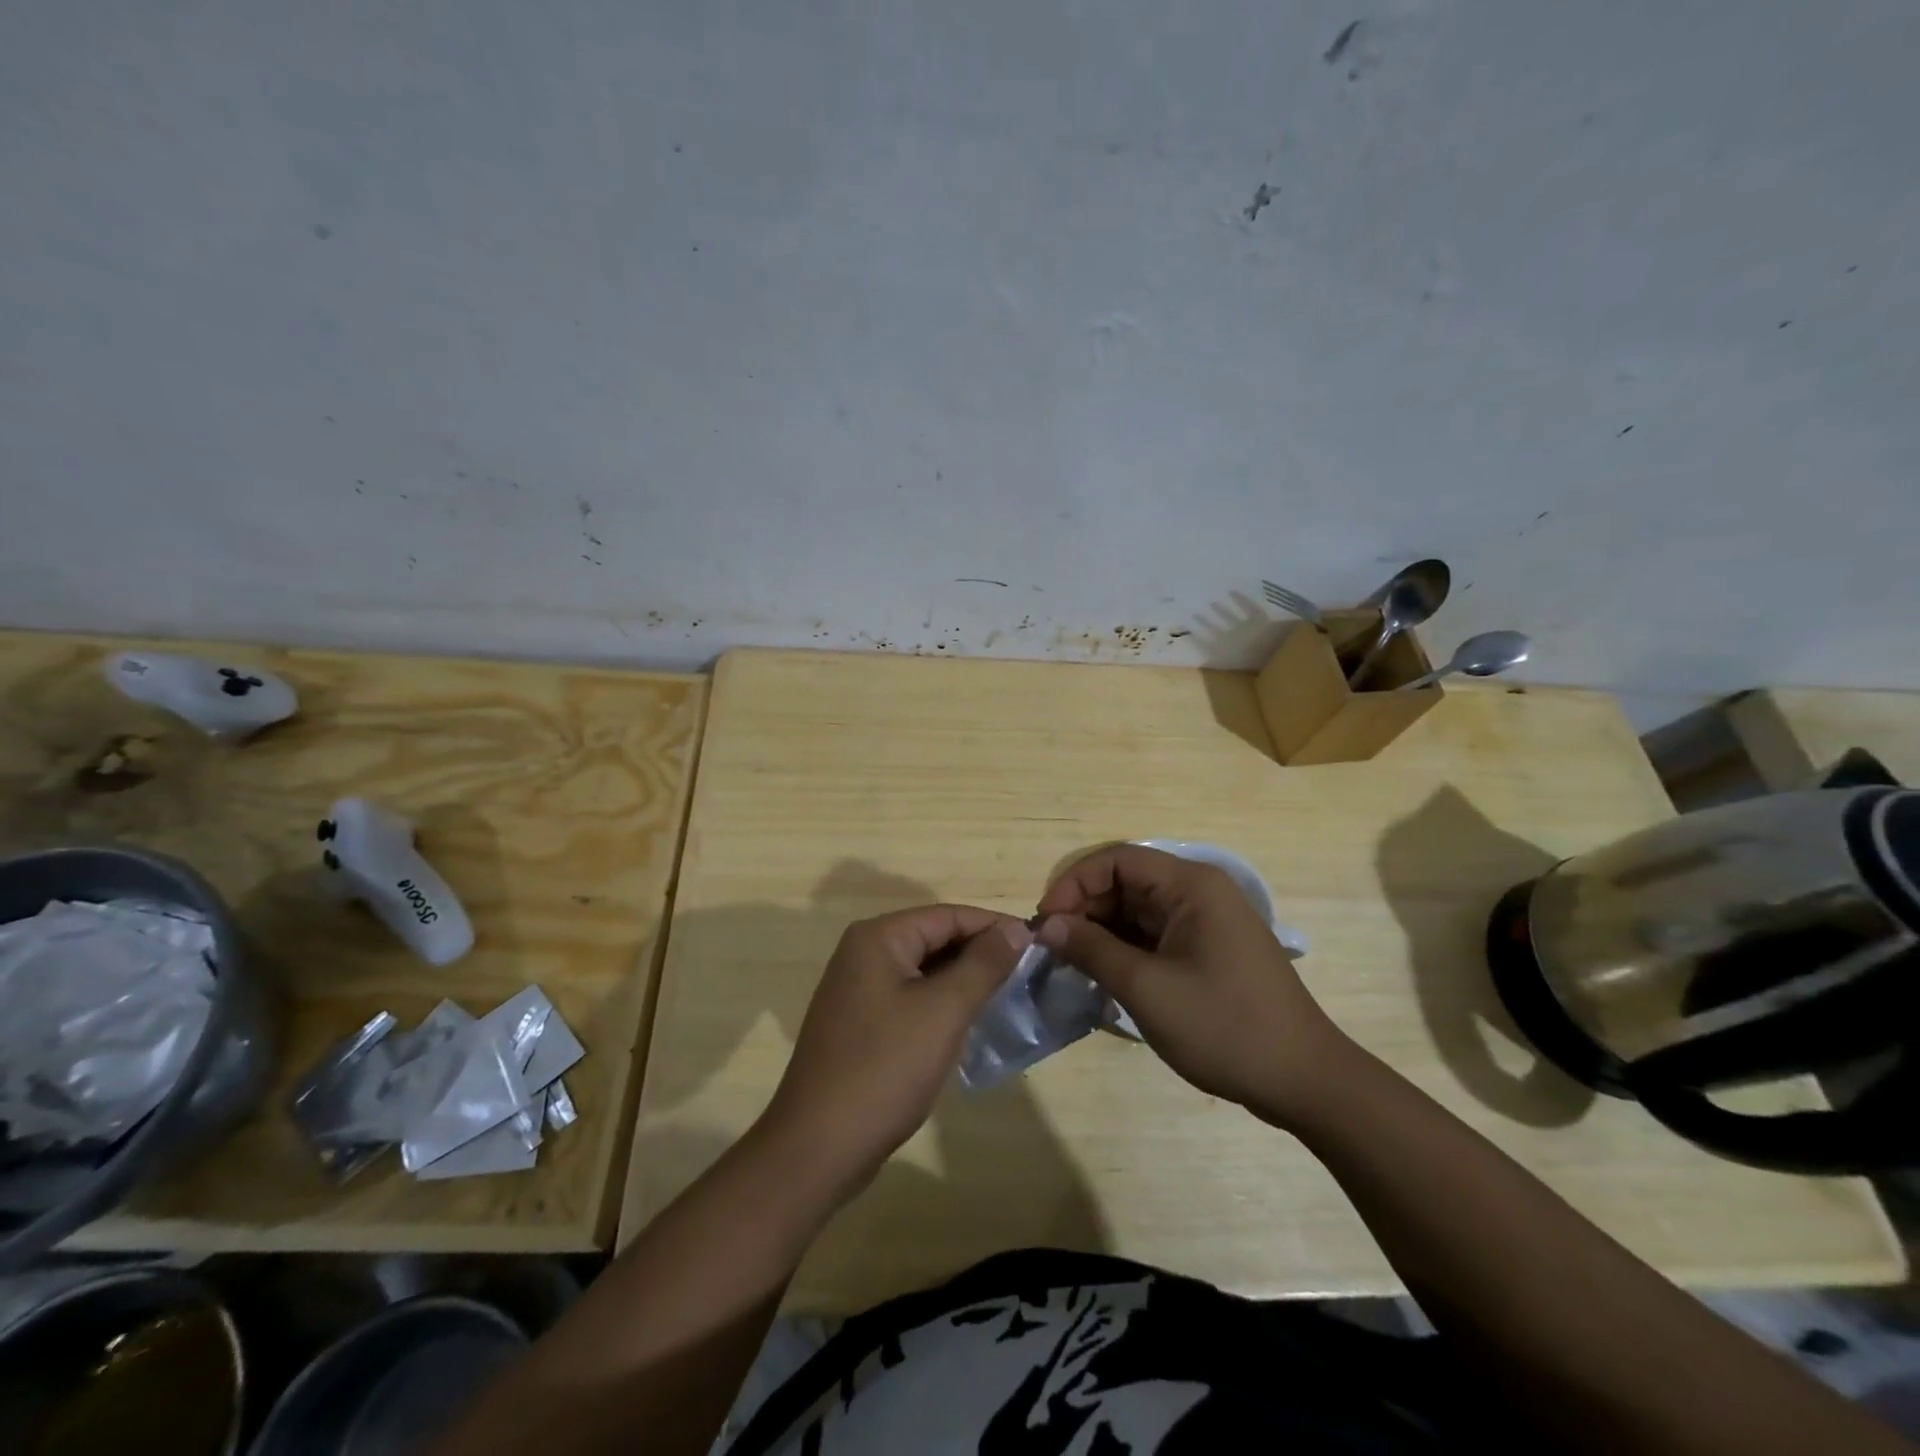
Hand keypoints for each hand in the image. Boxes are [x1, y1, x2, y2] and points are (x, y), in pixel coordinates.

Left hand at [760, 905, 1030, 1204]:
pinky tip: (968, 1022)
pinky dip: (940, 1003)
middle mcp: (863, 953)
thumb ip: (983, 964)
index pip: (948, 915)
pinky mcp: (859, 1022)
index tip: (1038, 944)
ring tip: (1007, 995)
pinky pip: (909, 997)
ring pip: (923, 970)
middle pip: (934, 938)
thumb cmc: (885, 1068)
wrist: (818, 1147)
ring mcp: (857, 989)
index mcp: (878, 938)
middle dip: (979, 953)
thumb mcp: (944, 1011)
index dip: (994, 926)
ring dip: (962, 979)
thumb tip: (1015, 929)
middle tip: (1028, 972)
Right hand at [1035, 845, 1355, 1123]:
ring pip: (1137, 911)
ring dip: (1101, 933)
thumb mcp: (1147, 989)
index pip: (1116, 860)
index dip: (1074, 884)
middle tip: (1053, 950)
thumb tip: (1047, 925)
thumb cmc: (1224, 1026)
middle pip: (1126, 883)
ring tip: (1072, 966)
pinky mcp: (1208, 949)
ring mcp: (1206, 921)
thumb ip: (1092, 950)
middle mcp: (1199, 892)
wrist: (1304, 1081)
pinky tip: (1103, 977)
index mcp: (1191, 885)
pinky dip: (1125, 950)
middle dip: (1084, 910)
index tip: (1046, 923)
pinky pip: (1154, 935)